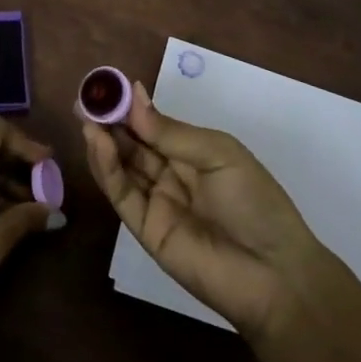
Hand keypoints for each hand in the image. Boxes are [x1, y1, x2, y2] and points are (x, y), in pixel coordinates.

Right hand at [81, 79, 322, 339]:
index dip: (131, 107)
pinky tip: (98, 144)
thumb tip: (133, 95)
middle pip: (133, 144)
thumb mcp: (218, 154)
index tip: (108, 87)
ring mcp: (157, 203)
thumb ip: (171, 132)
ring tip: (87, 117)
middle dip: (110, 122)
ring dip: (103, 142)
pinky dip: (107, 169)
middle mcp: (171, 175)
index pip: (153, 126)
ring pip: (122, 167)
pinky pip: (122, 195)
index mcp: (193, 153)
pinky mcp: (146, 230)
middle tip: (85, 99)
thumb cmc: (255, 202)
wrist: (275, 275)